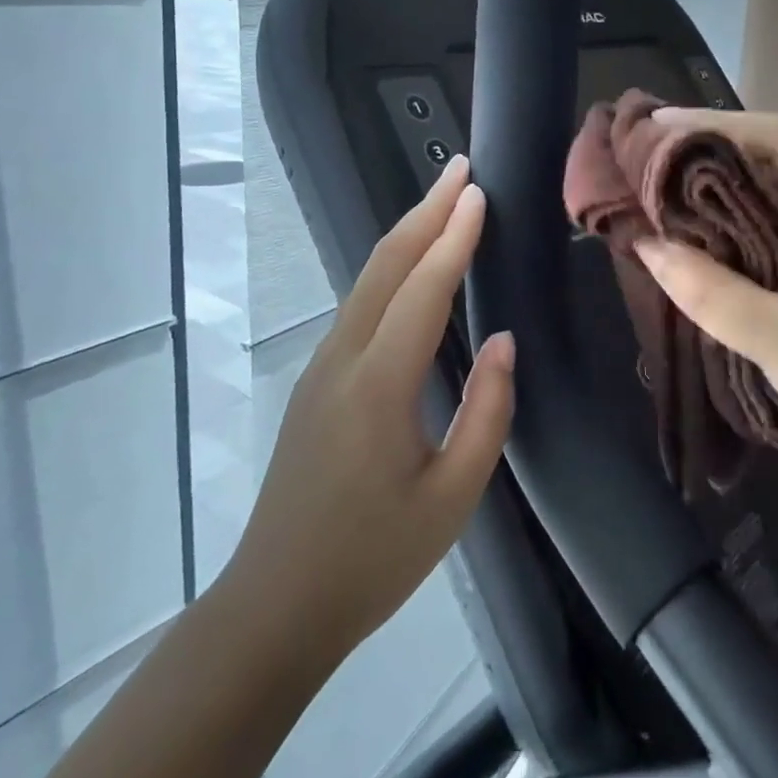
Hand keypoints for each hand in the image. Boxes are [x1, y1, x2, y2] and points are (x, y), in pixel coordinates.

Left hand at [219, 156, 513, 662]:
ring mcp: (321, 367)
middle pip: (384, 266)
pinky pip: (359, 306)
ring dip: (406, 235)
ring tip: (443, 204)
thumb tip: (502, 340)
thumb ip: (485, 412)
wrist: (275, 606)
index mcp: (378, 386)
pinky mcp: (316, 381)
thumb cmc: (372, 559)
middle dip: (424, 212)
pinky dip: (391, 269)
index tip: (478, 193)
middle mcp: (342, 360)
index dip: (453, 238)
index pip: (422, 291)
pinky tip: (412, 267)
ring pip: (366, 281)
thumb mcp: (452, 498)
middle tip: (459, 170)